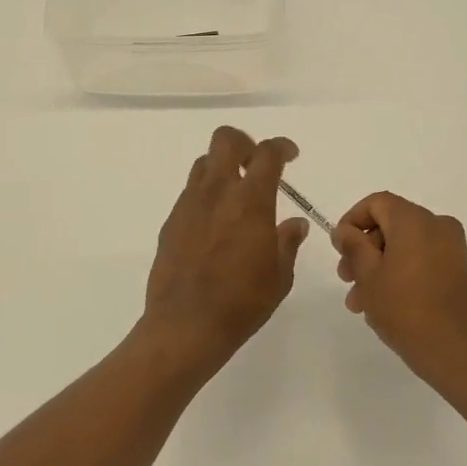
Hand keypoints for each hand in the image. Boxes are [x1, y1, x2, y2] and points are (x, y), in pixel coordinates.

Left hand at [141, 126, 308, 369]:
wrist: (185, 325)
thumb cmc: (242, 302)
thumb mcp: (279, 276)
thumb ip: (287, 243)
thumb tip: (295, 224)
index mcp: (251, 201)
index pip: (268, 154)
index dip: (281, 146)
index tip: (290, 154)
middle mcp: (217, 192)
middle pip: (226, 140)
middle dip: (245, 143)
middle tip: (257, 164)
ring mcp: (189, 204)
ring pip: (204, 163)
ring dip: (223, 167)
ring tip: (236, 193)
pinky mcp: (171, 221)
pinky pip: (190, 192)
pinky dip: (207, 194)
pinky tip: (215, 224)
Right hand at [333, 192, 466, 391]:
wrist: (459, 352)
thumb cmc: (406, 309)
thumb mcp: (368, 276)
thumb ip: (353, 246)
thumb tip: (345, 230)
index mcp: (415, 220)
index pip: (377, 203)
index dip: (352, 221)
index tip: (339, 249)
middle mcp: (438, 226)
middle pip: (391, 225)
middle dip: (364, 251)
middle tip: (346, 280)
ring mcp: (453, 249)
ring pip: (405, 246)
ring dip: (379, 267)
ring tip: (361, 303)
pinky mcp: (461, 271)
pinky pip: (423, 260)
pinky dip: (402, 273)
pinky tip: (386, 305)